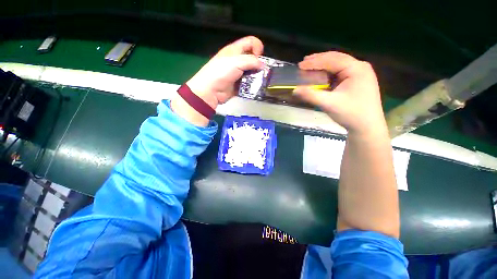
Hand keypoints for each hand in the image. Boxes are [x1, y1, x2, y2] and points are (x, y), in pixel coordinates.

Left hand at [186, 36, 263, 107]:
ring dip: (257, 76)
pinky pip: (249, 84)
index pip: (250, 42)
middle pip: (252, 59)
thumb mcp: (236, 62)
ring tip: (259, 81)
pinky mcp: (238, 85)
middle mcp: (237, 61)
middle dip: (259, 64)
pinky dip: (253, 85)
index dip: (257, 47)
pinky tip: (255, 88)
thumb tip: (263, 65)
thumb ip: (251, 61)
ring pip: (252, 72)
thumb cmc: (220, 73)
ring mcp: (238, 74)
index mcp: (235, 50)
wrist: (210, 91)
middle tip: (261, 71)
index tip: (259, 57)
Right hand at [293, 52, 386, 135]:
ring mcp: (360, 74)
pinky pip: (340, 73)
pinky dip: (328, 74)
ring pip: (338, 65)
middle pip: (336, 59)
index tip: (300, 65)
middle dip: (319, 61)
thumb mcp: (329, 104)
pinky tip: (321, 76)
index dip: (315, 62)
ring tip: (310, 67)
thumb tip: (294, 90)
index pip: (332, 60)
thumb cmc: (351, 114)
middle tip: (303, 63)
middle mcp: (359, 67)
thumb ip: (311, 96)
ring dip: (323, 66)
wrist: (367, 127)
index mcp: (356, 69)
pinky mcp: (357, 81)